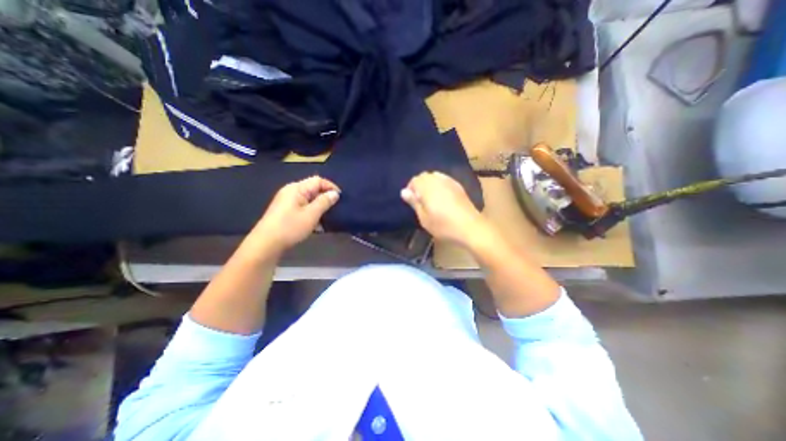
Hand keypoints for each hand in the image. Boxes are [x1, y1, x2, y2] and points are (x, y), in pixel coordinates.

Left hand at [252, 174, 337, 253]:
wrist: (266, 244)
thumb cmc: (290, 227)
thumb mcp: (311, 214)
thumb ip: (324, 202)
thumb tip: (335, 193)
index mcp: (296, 188)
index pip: (318, 180)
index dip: (331, 187)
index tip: (341, 198)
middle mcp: (291, 191)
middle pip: (313, 189)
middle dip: (325, 198)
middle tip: (335, 209)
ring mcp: (287, 201)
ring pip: (309, 199)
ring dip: (319, 207)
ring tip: (327, 218)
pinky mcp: (285, 211)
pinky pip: (303, 207)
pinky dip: (312, 213)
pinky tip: (317, 225)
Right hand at [399, 173, 489, 248]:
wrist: (470, 227)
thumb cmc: (443, 225)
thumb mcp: (424, 217)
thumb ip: (414, 202)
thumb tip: (404, 191)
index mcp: (427, 187)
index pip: (415, 180)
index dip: (411, 189)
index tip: (412, 201)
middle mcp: (438, 180)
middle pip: (425, 176)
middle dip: (420, 185)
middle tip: (420, 200)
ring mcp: (450, 181)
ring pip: (435, 176)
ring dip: (430, 184)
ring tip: (431, 198)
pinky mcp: (458, 186)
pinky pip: (445, 179)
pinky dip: (440, 184)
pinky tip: (442, 196)